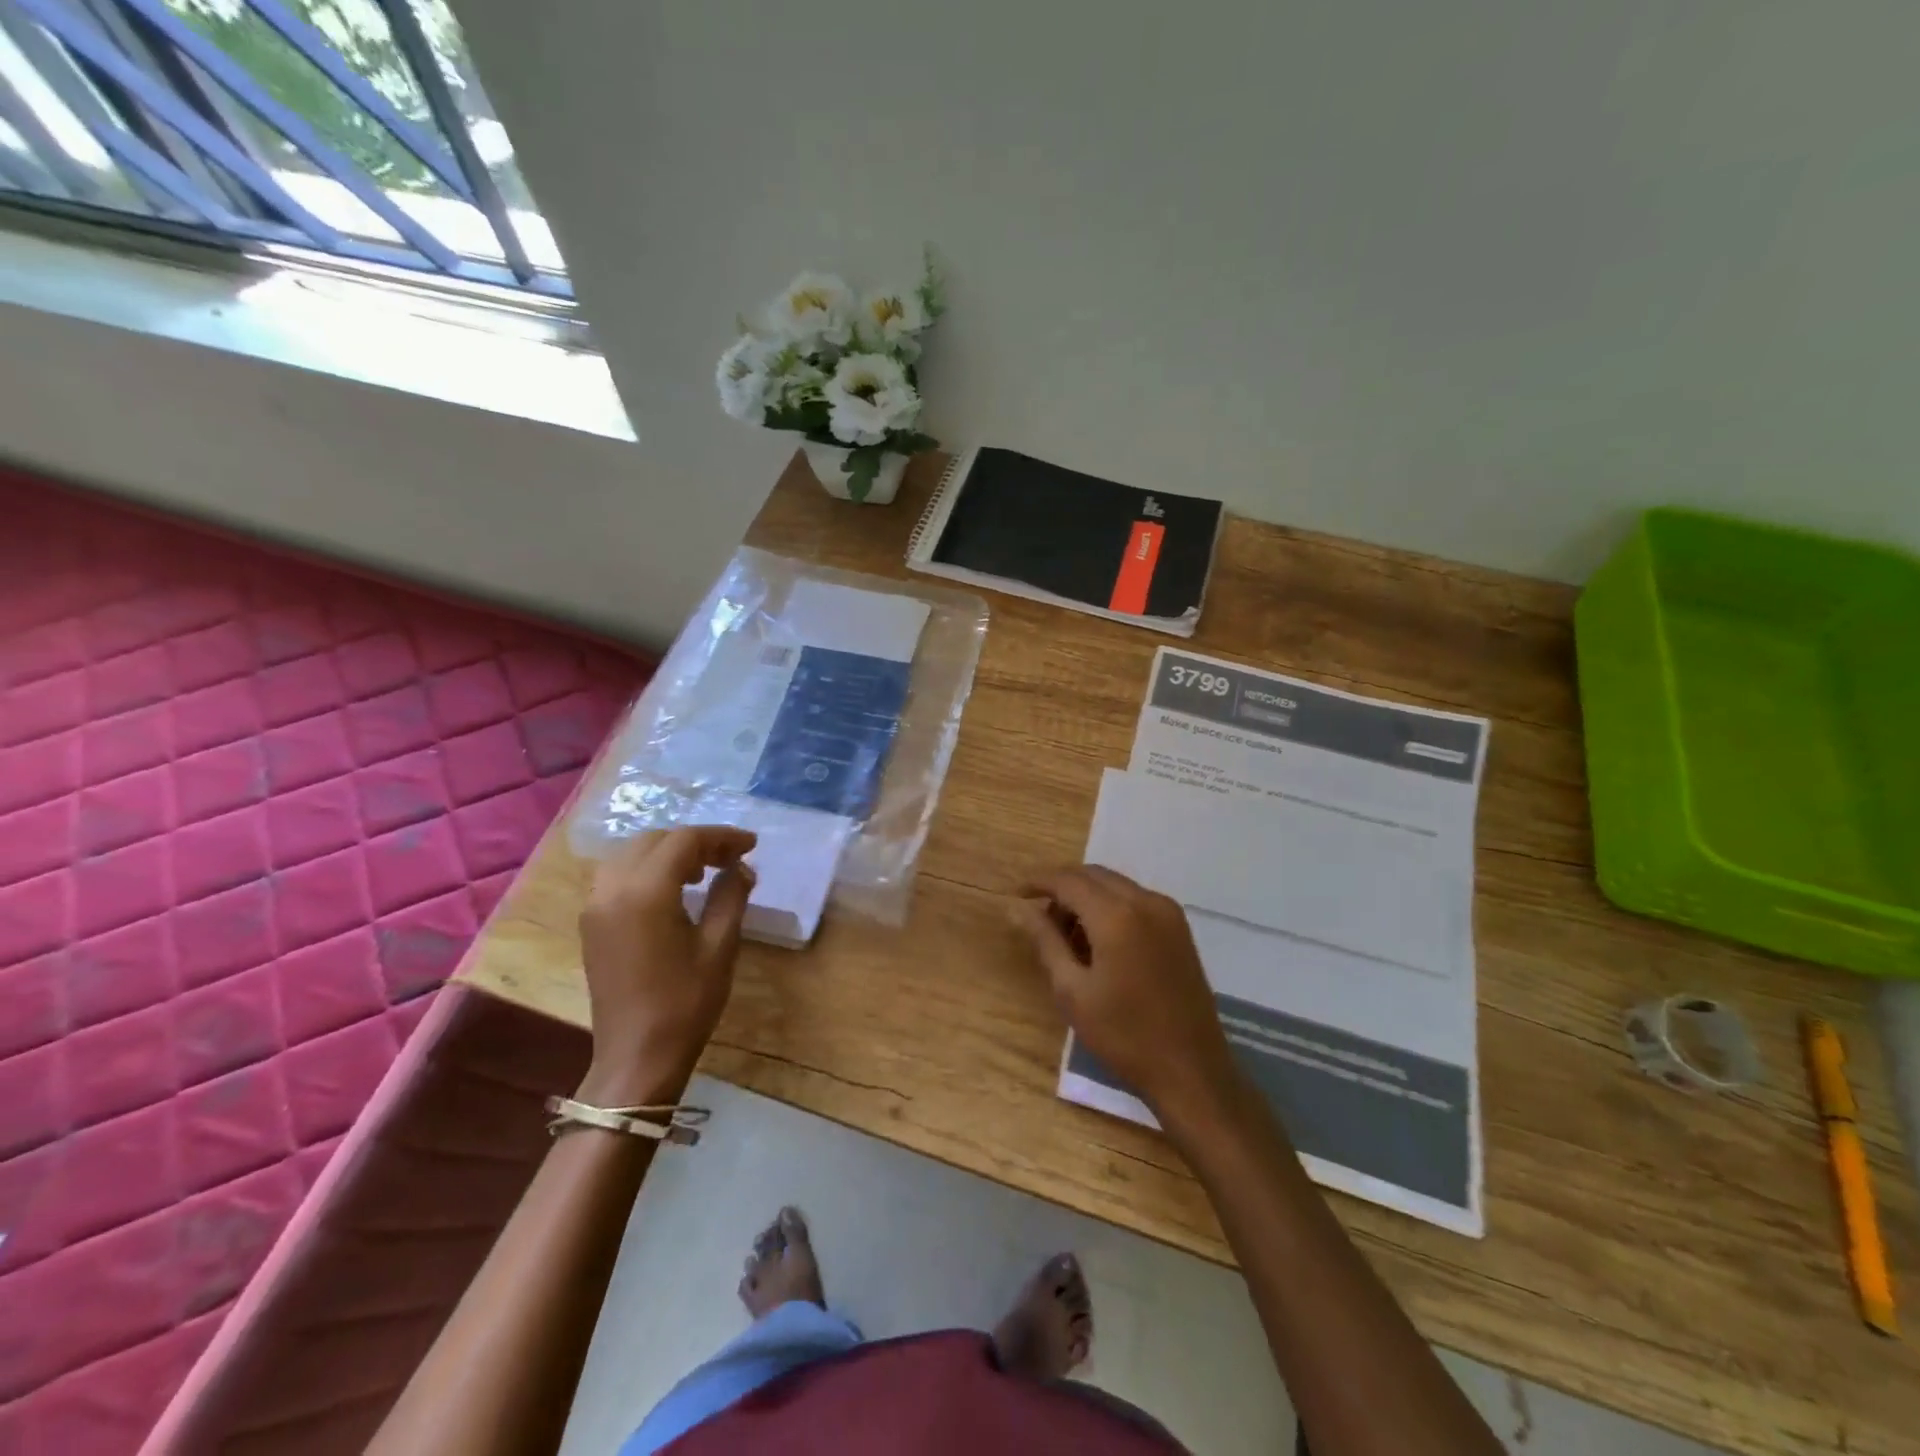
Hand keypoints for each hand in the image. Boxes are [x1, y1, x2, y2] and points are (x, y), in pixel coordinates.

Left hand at [575, 826, 756, 1105]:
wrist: (636, 1057)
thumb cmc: (685, 1003)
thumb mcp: (719, 946)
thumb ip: (730, 896)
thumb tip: (740, 867)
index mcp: (645, 893)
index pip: (684, 841)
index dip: (721, 837)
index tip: (751, 845)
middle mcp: (612, 889)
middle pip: (655, 840)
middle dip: (696, 841)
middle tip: (730, 858)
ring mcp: (596, 906)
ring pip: (632, 854)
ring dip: (669, 852)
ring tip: (703, 871)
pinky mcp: (591, 923)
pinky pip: (618, 875)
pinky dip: (647, 868)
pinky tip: (673, 889)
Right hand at [1012, 865, 1238, 1127]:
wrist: (1191, 1071)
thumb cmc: (1124, 1035)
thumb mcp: (1072, 991)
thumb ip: (1045, 941)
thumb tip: (1018, 909)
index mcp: (1117, 915)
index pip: (1069, 880)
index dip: (1039, 882)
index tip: (1016, 895)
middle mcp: (1145, 901)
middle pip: (1093, 875)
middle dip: (1063, 888)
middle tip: (1039, 918)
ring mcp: (1168, 913)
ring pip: (1115, 885)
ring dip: (1086, 897)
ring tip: (1066, 936)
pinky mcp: (1179, 928)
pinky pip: (1135, 900)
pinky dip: (1110, 907)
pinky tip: (1098, 941)